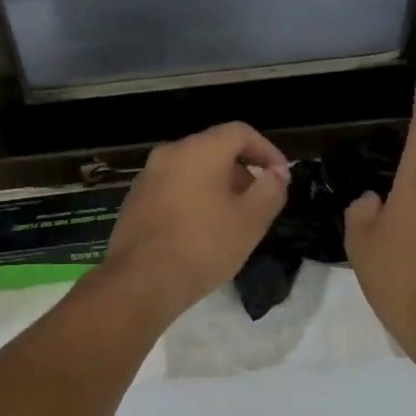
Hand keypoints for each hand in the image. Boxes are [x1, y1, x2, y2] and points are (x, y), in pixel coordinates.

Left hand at [100, 123, 290, 320]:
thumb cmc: (202, 246)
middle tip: (258, 203)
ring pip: (191, 171)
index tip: (281, 177)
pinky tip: (201, 232)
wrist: (139, 282)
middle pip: (214, 150)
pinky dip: (193, 199)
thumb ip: (270, 190)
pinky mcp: (134, 202)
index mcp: (198, 150)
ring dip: (217, 187)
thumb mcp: (250, 221)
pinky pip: (173, 189)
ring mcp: (147, 177)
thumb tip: (277, 173)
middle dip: (242, 172)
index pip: (240, 132)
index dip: (267, 151)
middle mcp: (169, 154)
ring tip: (232, 221)